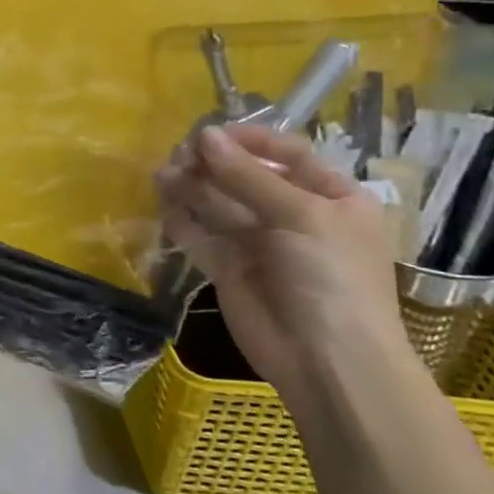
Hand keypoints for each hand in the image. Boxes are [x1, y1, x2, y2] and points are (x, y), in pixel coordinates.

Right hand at [153, 123, 411, 409]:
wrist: (327, 360)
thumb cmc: (331, 277)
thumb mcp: (300, 215)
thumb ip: (247, 175)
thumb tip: (204, 135)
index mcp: (330, 196)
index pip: (287, 153)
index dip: (249, 140)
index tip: (210, 132)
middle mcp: (293, 214)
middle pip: (245, 176)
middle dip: (212, 163)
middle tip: (179, 155)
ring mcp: (258, 243)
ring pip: (217, 204)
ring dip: (191, 187)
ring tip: (162, 175)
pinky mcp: (227, 268)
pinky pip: (200, 236)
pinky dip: (181, 220)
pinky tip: (163, 206)